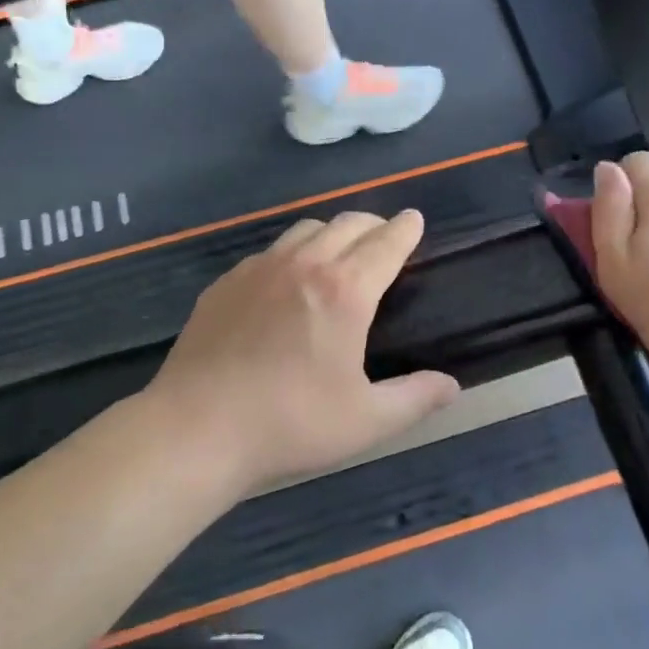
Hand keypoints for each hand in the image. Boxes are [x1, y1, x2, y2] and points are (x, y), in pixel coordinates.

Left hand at [146, 210, 460, 493]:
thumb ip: (415, 398)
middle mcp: (303, 265)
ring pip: (305, 229)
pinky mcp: (225, 283)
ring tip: (338, 254)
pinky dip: (292, 253)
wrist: (196, 429)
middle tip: (384, 239)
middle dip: (373, 224)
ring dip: (331, 232)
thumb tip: (452, 386)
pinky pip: (269, 251)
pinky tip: (286, 282)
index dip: (405, 229)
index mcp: (344, 291)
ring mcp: (258, 269)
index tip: (414, 219)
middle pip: (347, 223)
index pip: (385, 243)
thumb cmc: (290, 424)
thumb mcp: (365, 421)